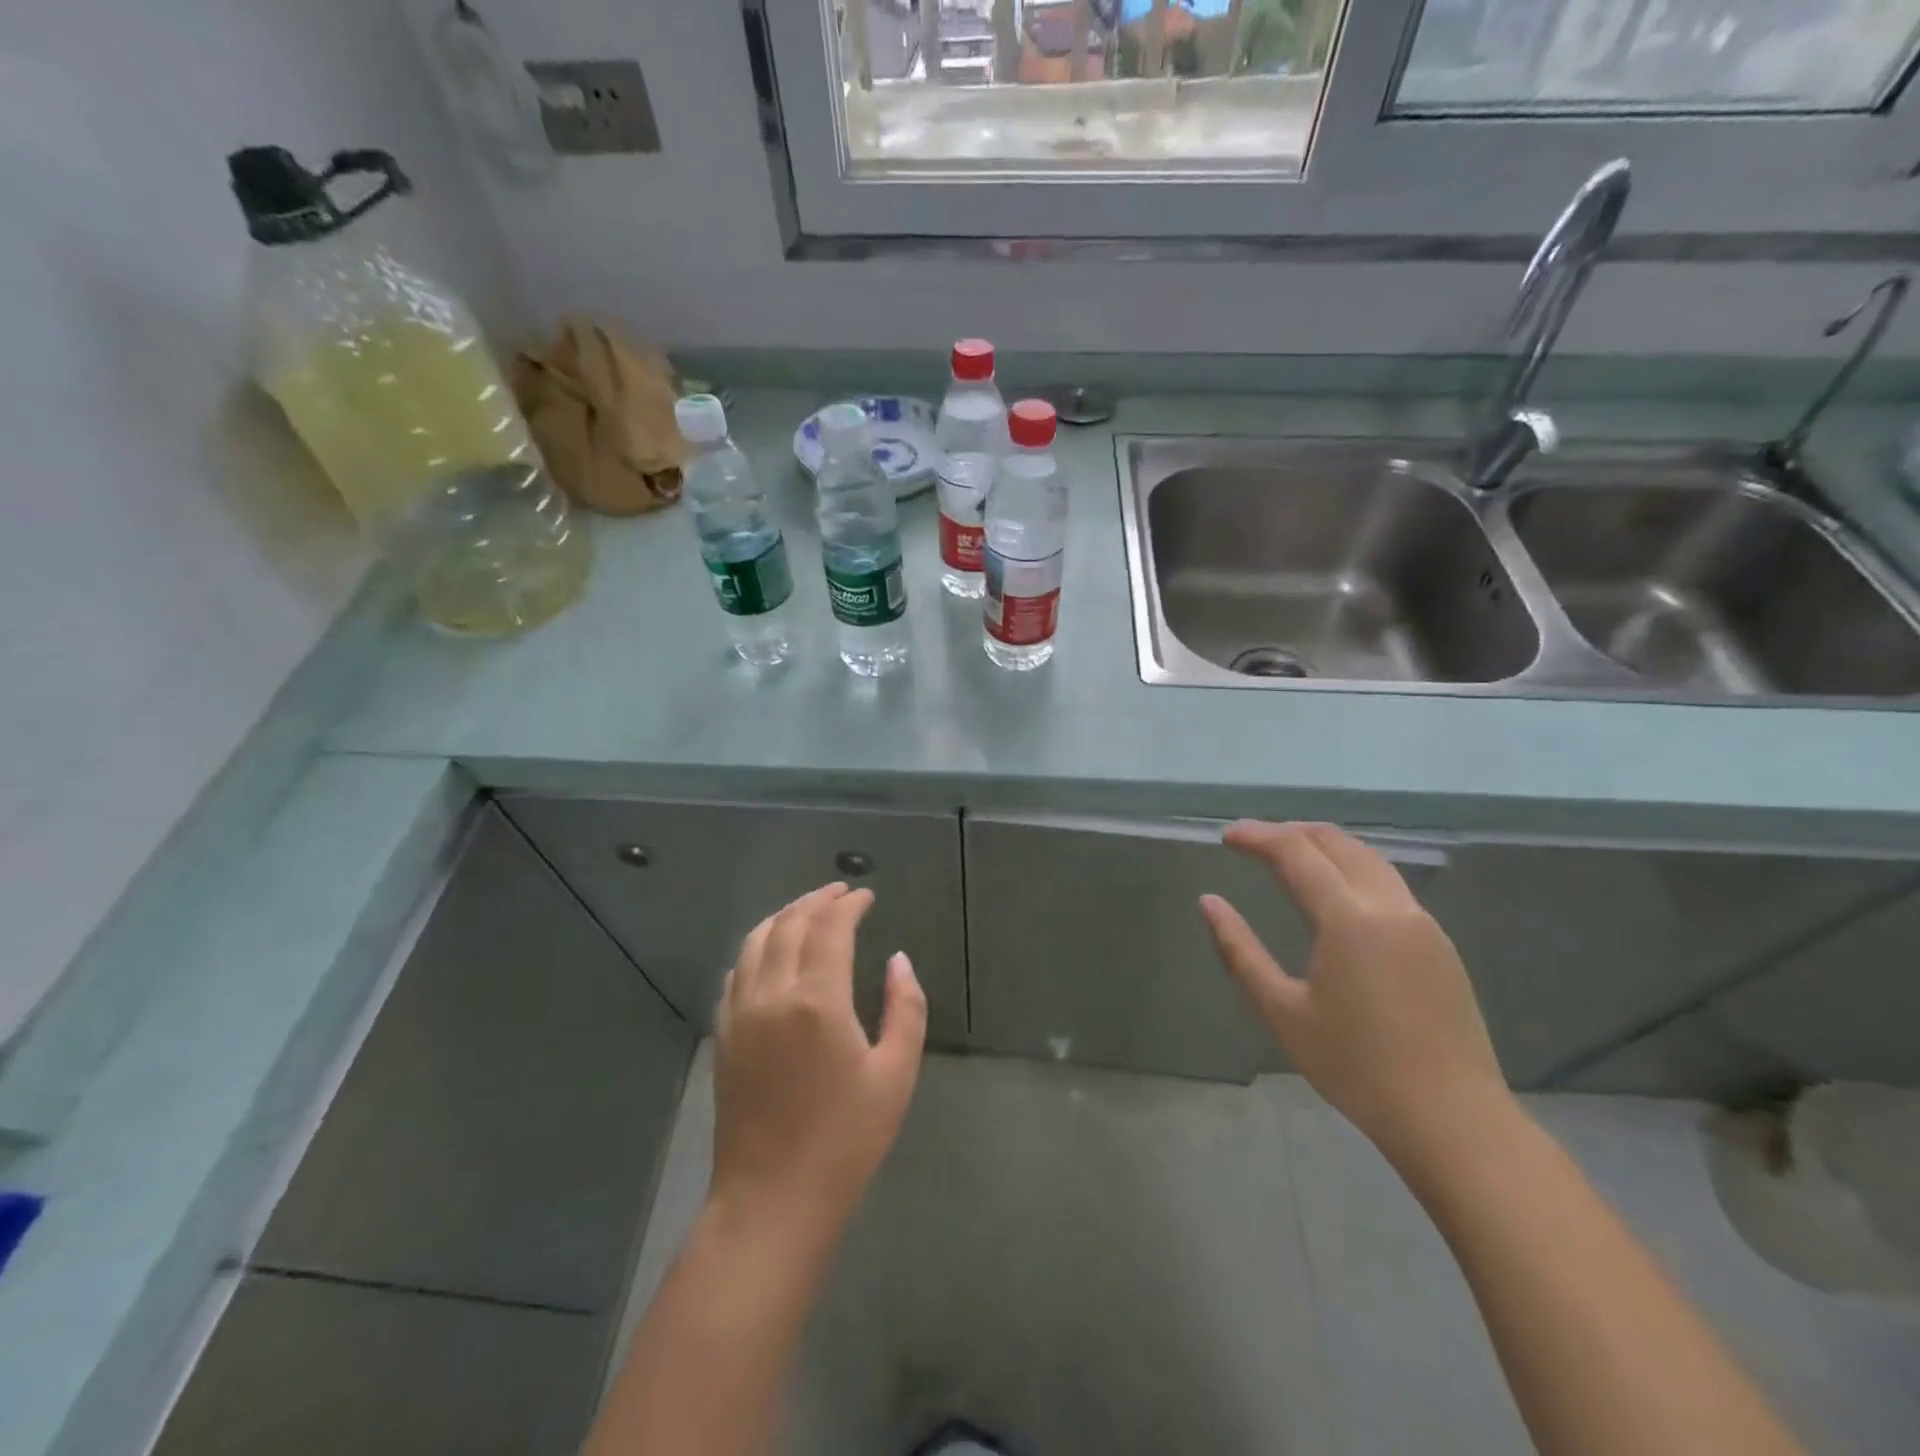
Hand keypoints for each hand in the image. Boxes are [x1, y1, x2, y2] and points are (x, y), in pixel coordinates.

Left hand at [709, 883, 927, 1244]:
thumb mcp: (896, 1073)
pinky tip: (772, 950)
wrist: (772, 1199)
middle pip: (790, 924)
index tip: (866, 896)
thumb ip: (905, 1007)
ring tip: (809, 909)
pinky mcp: (723, 1033)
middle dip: (817, 900)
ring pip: (756, 940)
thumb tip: (898, 960)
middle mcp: (772, 994)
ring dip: (784, 916)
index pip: (830, 927)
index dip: (848, 904)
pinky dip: (758, 945)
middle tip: (841, 892)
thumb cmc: (846, 1140)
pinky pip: (737, 970)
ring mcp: (740, 1012)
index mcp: (817, 1000)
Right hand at [1200, 822, 1511, 1169]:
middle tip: (1252, 841)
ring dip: (1324, 846)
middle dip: (1290, 832)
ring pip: (1368, 858)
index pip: (1297, 853)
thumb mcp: (1282, 1011)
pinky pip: (1388, 882)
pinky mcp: (1438, 943)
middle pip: (1337, 842)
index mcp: (1349, 918)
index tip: (1227, 836)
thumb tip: (1208, 902)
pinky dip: (1351, 868)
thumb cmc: (1355, 1067)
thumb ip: (1240, 950)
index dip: (1258, 836)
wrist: (1453, 1120)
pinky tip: (1334, 892)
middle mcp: (1390, 906)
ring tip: (1288, 855)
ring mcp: (1421, 922)